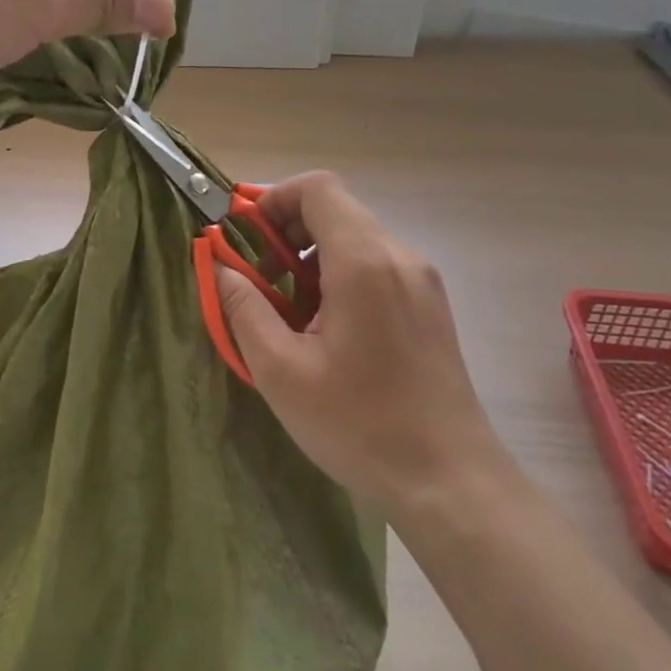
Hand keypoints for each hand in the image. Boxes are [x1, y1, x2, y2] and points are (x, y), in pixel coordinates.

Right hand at [212, 172, 511, 523]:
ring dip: (311, 259)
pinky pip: (375, 266)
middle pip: (335, 210)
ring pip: (354, 238)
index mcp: (364, 262)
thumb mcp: (280, 370)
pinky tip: (326, 331)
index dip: (273, 201)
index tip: (246, 242)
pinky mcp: (430, 306)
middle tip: (259, 282)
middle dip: (286, 233)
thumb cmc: (359, 425)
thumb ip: (243, 307)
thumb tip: (220, 267)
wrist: (451, 482)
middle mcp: (399, 257)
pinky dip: (339, 277)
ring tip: (289, 314)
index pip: (317, 188)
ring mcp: (422, 281)